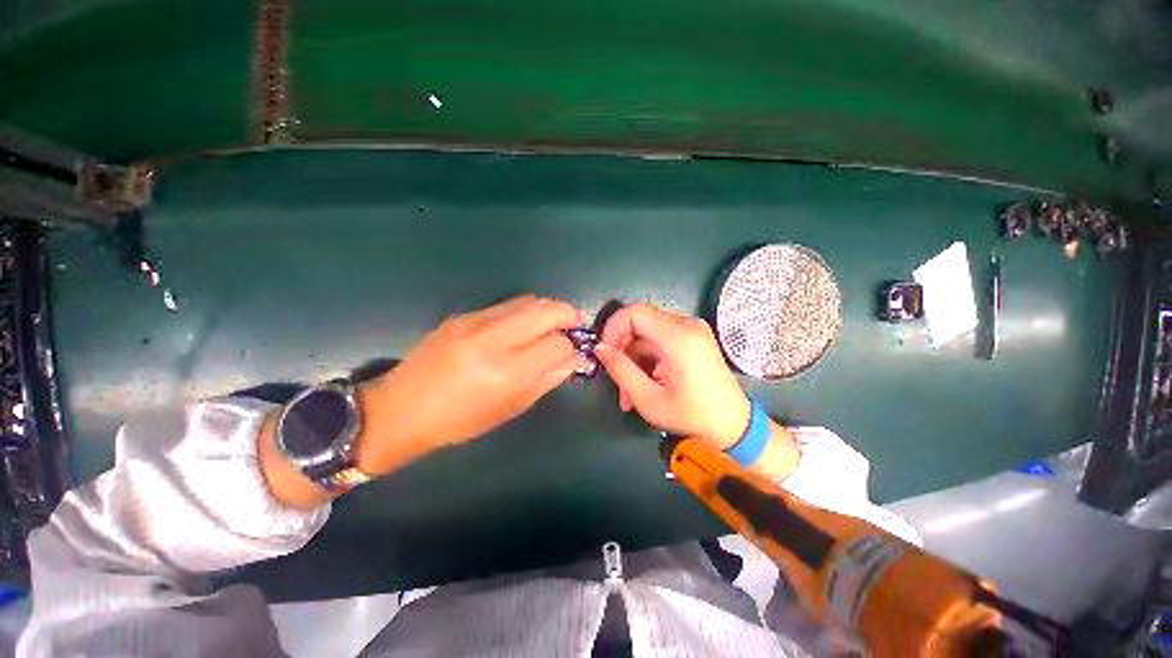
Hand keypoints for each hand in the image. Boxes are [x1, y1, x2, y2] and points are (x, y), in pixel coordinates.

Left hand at [354, 295, 587, 474]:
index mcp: (505, 372)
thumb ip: (547, 380)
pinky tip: (522, 327)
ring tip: (551, 325)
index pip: (557, 344)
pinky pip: (507, 305)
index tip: (577, 351)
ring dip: (548, 309)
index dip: (573, 346)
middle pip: (547, 309)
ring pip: (529, 300)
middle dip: (569, 314)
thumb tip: (575, 360)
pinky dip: (525, 311)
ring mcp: (475, 321)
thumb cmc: (458, 421)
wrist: (399, 409)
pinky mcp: (463, 315)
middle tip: (575, 326)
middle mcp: (492, 339)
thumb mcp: (509, 408)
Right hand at [595, 303, 750, 446]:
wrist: (734, 425)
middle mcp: (687, 325)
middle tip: (615, 376)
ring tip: (629, 391)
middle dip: (622, 348)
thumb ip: (620, 370)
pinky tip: (644, 382)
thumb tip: (600, 349)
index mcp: (678, 337)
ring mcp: (692, 329)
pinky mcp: (693, 337)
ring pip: (647, 332)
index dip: (612, 328)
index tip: (604, 353)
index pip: (633, 313)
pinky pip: (660, 339)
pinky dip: (647, 358)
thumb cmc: (692, 416)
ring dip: (633, 358)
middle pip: (640, 322)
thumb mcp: (648, 399)